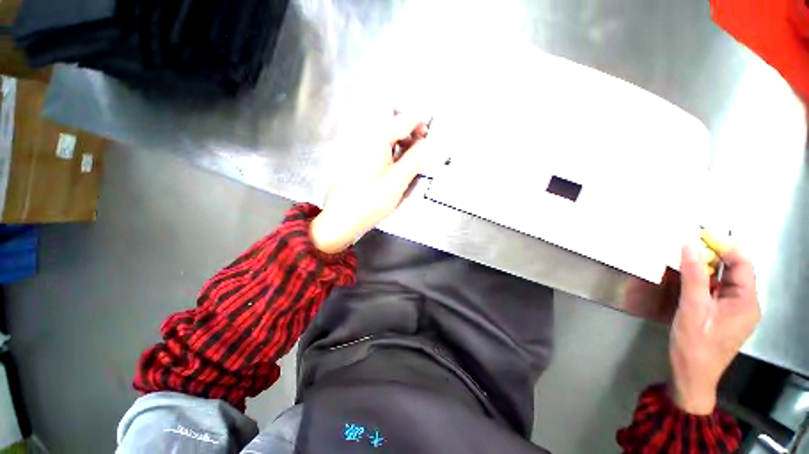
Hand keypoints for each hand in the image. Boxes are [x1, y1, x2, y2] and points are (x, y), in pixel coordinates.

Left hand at [310, 112, 429, 253]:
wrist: (342, 218)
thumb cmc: (368, 202)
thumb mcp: (397, 181)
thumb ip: (414, 160)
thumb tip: (425, 145)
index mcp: (376, 139)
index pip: (404, 118)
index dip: (420, 125)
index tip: (427, 139)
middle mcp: (364, 137)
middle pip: (392, 120)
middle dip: (409, 131)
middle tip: (418, 148)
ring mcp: (358, 146)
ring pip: (384, 133)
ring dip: (400, 141)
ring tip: (408, 159)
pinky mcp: (356, 157)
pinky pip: (377, 145)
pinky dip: (390, 150)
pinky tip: (393, 165)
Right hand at [669, 244, 759, 413]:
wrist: (692, 374)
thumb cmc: (695, 344)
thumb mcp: (692, 308)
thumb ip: (694, 276)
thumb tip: (689, 246)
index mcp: (747, 302)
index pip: (742, 264)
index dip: (724, 246)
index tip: (700, 234)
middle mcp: (747, 303)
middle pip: (736, 271)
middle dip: (715, 255)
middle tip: (689, 245)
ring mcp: (736, 310)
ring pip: (726, 280)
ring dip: (708, 267)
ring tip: (687, 258)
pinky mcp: (725, 315)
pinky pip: (718, 290)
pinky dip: (705, 280)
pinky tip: (690, 278)